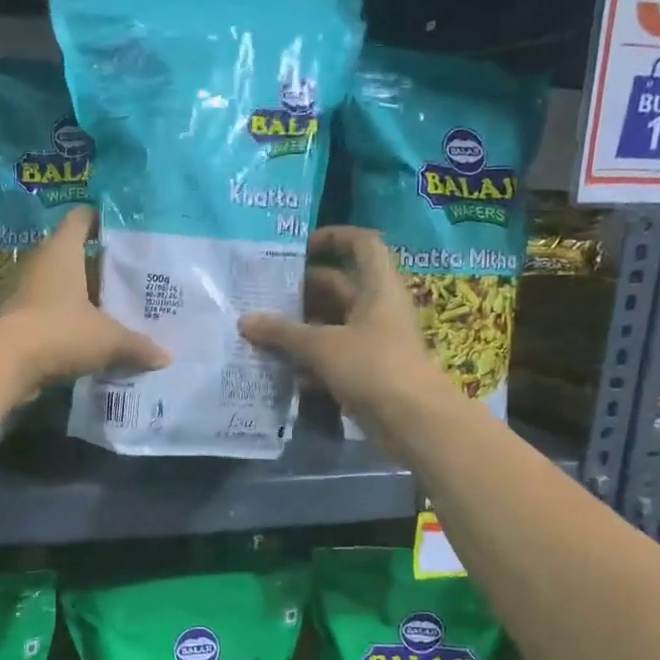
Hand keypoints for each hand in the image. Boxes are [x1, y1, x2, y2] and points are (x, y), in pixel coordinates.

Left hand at [0, 208, 168, 395]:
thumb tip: (166, 356)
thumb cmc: (60, 332)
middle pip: (74, 254)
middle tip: (130, 278)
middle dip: (100, 266)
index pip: (81, 218)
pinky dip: (68, 320)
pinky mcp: (17, 319)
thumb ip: (138, 344)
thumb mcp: (108, 339)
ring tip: (116, 309)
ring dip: (83, 296)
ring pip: (61, 285)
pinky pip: (49, 312)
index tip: (125, 231)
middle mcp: (40, 263)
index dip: (102, 219)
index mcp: (62, 251)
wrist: (5, 365)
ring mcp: (24, 291)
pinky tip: (91, 336)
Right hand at [239, 226, 446, 443]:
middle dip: (302, 289)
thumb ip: (282, 332)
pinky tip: (279, 367)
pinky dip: (309, 359)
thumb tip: (245, 320)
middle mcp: (377, 308)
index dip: (334, 237)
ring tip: (261, 329)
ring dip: (300, 327)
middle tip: (263, 293)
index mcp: (377, 287)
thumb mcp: (322, 345)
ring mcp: (373, 341)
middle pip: (339, 286)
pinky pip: (333, 355)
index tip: (300, 247)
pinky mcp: (366, 371)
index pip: (362, 245)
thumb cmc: (373, 366)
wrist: (414, 421)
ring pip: (332, 323)